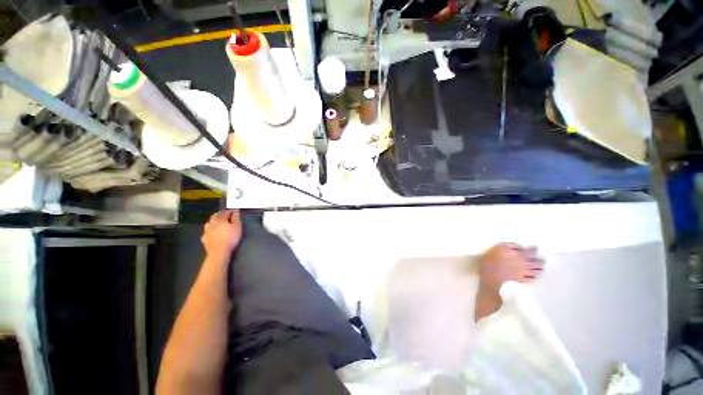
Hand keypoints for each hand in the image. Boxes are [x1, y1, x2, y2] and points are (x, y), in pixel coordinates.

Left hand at [201, 210, 242, 260]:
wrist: (219, 251)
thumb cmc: (230, 237)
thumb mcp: (237, 226)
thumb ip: (236, 217)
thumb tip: (236, 210)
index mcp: (220, 219)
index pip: (225, 212)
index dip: (230, 211)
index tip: (235, 211)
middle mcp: (212, 223)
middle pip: (215, 216)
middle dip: (220, 214)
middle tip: (226, 215)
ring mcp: (206, 231)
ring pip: (209, 223)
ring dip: (214, 221)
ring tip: (219, 223)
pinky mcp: (204, 238)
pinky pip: (207, 231)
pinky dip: (210, 230)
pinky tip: (212, 232)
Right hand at [479, 243, 544, 290]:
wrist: (490, 273)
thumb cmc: (493, 258)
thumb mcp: (501, 247)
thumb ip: (512, 245)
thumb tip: (521, 247)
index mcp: (520, 255)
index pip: (531, 252)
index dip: (534, 249)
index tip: (535, 248)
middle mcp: (525, 264)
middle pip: (537, 263)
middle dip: (540, 261)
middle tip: (542, 261)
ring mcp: (523, 273)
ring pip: (536, 272)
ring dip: (539, 270)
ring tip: (540, 269)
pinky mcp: (520, 280)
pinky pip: (530, 279)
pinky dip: (534, 278)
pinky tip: (533, 277)